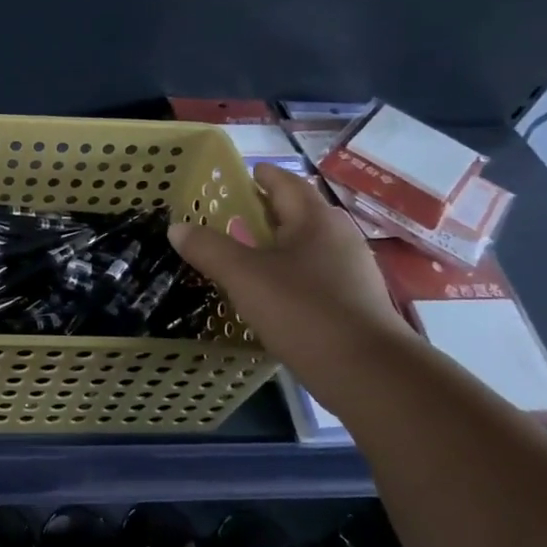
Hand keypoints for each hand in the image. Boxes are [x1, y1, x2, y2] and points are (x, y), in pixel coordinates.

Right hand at [168, 162, 411, 373]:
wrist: (369, 372)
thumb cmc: (303, 310)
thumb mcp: (244, 276)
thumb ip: (209, 249)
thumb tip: (177, 227)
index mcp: (315, 220)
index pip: (286, 183)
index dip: (263, 176)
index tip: (243, 174)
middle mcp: (339, 238)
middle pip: (300, 213)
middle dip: (268, 211)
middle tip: (233, 215)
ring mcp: (351, 272)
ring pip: (308, 247)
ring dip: (278, 245)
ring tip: (245, 254)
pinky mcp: (354, 304)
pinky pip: (315, 276)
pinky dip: (290, 274)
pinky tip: (271, 293)